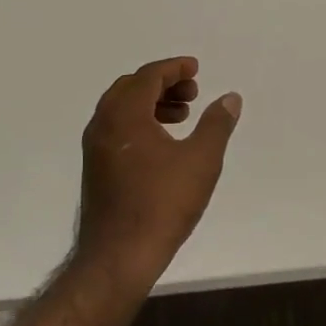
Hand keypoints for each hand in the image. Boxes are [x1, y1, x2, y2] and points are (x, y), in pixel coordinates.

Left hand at [74, 56, 241, 288]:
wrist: (118, 256)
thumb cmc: (161, 204)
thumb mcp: (201, 160)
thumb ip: (217, 124)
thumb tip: (230, 98)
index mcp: (125, 115)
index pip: (148, 76)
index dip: (174, 68)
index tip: (196, 69)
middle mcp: (103, 124)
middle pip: (131, 88)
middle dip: (163, 84)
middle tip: (192, 93)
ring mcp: (95, 148)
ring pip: (122, 109)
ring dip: (152, 104)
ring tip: (182, 117)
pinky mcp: (96, 169)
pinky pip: (117, 129)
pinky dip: (140, 123)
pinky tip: (163, 145)